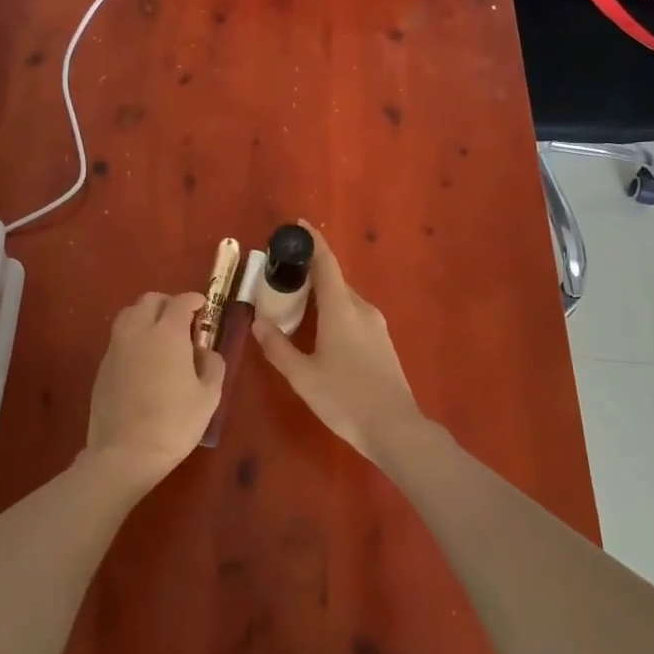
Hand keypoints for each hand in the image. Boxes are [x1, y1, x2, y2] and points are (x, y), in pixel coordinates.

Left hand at [85, 291, 223, 485]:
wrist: (124, 454)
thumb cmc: (173, 424)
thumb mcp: (208, 396)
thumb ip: (212, 365)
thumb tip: (205, 351)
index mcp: (168, 333)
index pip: (180, 301)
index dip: (194, 300)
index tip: (203, 307)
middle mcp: (139, 331)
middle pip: (150, 300)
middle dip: (168, 303)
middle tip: (183, 321)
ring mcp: (116, 347)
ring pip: (130, 314)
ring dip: (147, 315)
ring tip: (160, 336)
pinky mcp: (102, 365)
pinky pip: (119, 337)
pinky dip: (133, 336)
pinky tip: (144, 359)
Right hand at [252, 223, 426, 462]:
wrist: (395, 428)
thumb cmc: (345, 398)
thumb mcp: (303, 376)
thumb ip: (278, 347)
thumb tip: (258, 322)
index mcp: (341, 308)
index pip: (327, 262)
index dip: (313, 241)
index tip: (299, 225)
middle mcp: (361, 308)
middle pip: (334, 279)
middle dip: (311, 271)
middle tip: (284, 275)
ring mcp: (376, 325)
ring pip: (344, 298)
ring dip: (322, 293)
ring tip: (297, 302)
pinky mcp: (382, 342)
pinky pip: (353, 314)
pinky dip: (334, 310)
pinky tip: (321, 330)